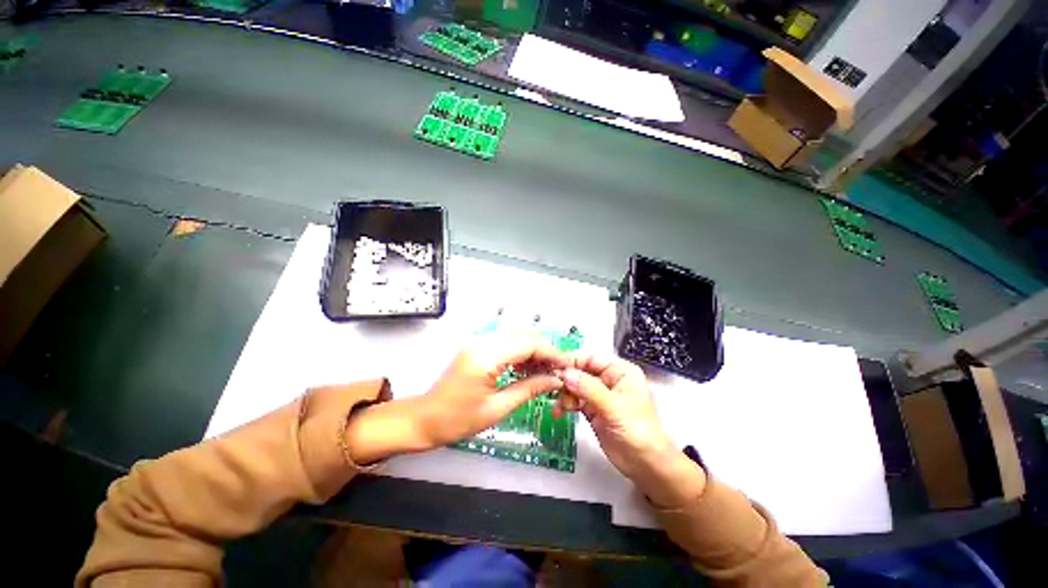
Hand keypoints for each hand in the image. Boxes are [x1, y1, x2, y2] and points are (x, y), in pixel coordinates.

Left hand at [414, 336, 568, 447]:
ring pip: (516, 338)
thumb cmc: (457, 420)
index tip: (567, 365)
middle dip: (544, 350)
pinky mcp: (477, 348)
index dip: (551, 353)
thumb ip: (529, 389)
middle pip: (523, 336)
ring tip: (546, 372)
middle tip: (559, 370)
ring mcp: (479, 343)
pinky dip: (520, 353)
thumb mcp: (497, 408)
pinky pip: (505, 344)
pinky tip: (527, 370)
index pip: (528, 344)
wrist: (424, 419)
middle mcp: (483, 343)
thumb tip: (555, 380)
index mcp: (487, 357)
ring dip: (533, 351)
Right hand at [556, 355, 705, 507]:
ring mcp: (600, 396)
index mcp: (620, 371)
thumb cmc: (638, 431)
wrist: (647, 466)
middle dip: (567, 378)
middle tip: (551, 385)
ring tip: (558, 404)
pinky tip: (558, 411)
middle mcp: (609, 380)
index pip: (591, 359)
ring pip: (576, 386)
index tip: (553, 366)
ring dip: (565, 393)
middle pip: (581, 371)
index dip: (573, 360)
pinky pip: (575, 401)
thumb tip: (565, 373)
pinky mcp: (593, 410)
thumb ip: (589, 389)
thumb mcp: (613, 407)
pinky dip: (566, 404)